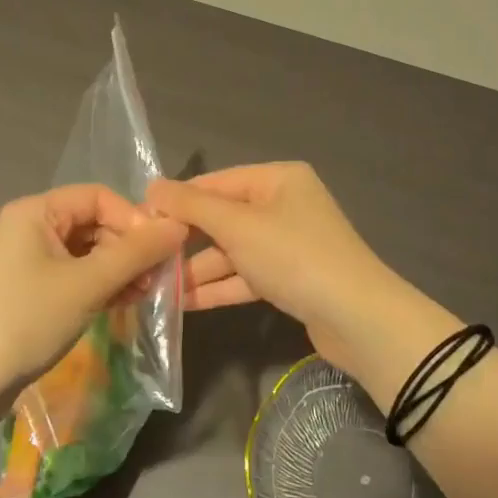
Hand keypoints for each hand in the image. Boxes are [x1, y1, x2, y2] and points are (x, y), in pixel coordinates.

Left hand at [0, 185, 186, 416]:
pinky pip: (73, 275)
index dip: (133, 219)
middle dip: (128, 248)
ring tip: (143, 294)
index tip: (160, 250)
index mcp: (35, 211)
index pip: (98, 197)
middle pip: (93, 223)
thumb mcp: (88, 284)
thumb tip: (179, 226)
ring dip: (118, 269)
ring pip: (86, 252)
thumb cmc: (26, 320)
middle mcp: (28, 227)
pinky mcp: (27, 290)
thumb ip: (135, 253)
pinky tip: (122, 303)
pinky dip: (99, 285)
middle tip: (156, 278)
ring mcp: (26, 260)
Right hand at [147, 163, 454, 391]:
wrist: (358, 318)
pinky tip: (185, 304)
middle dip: (187, 240)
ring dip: (199, 269)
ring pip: (233, 251)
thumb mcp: (239, 226)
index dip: (178, 200)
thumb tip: (153, 186)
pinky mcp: (291, 278)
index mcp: (279, 179)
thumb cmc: (295, 256)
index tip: (139, 219)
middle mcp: (285, 205)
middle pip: (224, 218)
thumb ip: (193, 207)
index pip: (217, 182)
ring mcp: (289, 243)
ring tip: (157, 288)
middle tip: (145, 258)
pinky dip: (220, 287)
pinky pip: (247, 276)